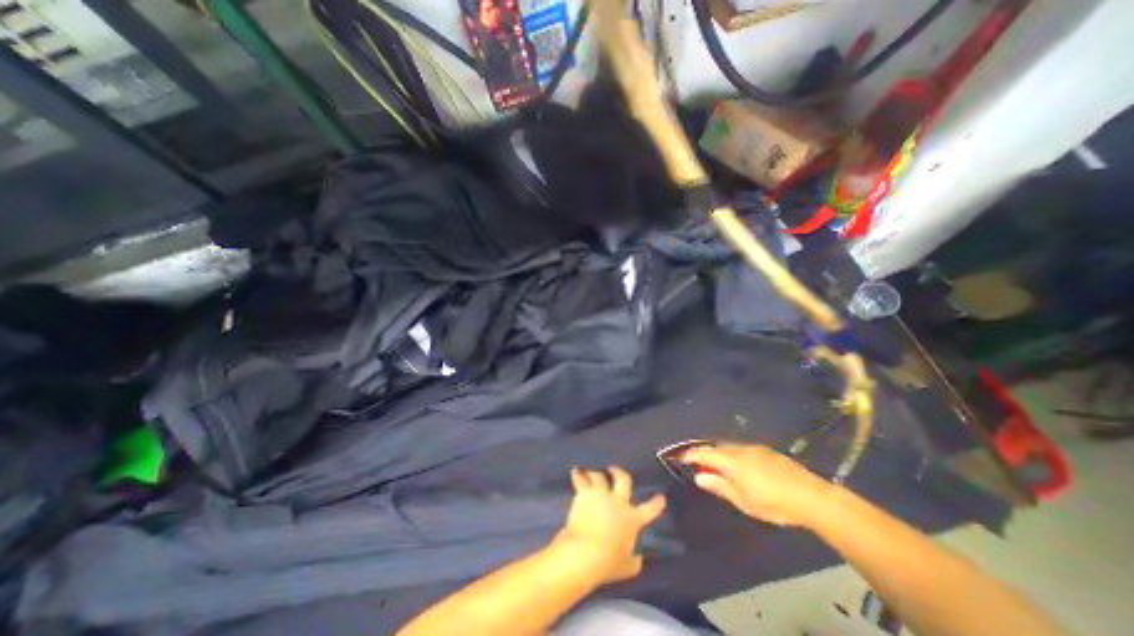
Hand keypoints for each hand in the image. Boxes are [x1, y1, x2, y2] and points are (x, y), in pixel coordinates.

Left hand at [558, 466, 665, 586]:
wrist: (586, 551)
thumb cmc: (608, 562)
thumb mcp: (626, 567)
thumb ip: (633, 561)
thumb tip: (638, 560)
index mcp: (632, 519)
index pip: (650, 510)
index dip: (656, 504)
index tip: (661, 497)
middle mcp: (618, 502)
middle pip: (623, 480)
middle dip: (619, 473)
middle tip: (614, 469)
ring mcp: (601, 495)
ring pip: (600, 476)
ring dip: (595, 473)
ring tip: (591, 472)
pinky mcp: (584, 494)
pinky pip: (580, 479)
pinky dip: (577, 474)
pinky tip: (575, 470)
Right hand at [681, 442, 829, 526]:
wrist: (813, 497)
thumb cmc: (774, 503)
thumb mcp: (743, 500)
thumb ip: (719, 486)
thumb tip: (699, 477)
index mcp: (732, 461)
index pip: (704, 453)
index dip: (690, 454)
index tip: (679, 457)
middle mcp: (740, 449)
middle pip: (715, 447)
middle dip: (704, 453)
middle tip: (697, 463)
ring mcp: (754, 448)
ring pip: (728, 447)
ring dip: (718, 453)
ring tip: (716, 464)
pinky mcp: (766, 451)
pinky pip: (741, 448)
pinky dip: (732, 454)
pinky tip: (738, 464)